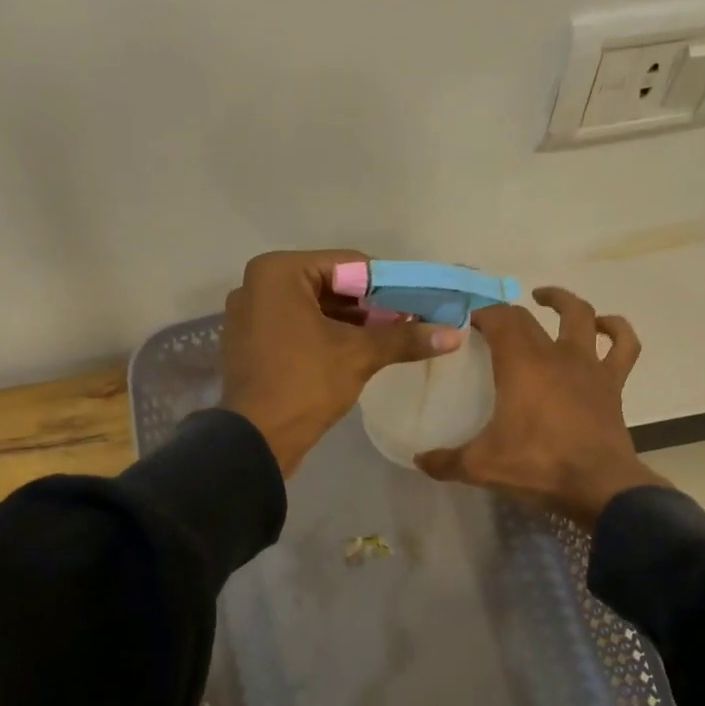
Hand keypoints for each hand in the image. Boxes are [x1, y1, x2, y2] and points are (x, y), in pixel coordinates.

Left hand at [221, 250, 462, 477]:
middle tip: (407, 322)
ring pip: (313, 308)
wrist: (256, 440)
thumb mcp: (359, 355)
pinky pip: (295, 326)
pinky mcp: (250, 342)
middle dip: (369, 305)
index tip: (417, 303)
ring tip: (389, 338)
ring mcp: (249, 315)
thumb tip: (454, 334)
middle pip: (329, 285)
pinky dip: (325, 335)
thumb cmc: (305, 384)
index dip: (387, 284)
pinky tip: (356, 352)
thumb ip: (405, 338)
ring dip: (350, 322)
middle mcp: (257, 284)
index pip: (348, 265)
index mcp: (278, 272)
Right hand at [415, 287, 668, 524]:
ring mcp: (588, 366)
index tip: (463, 319)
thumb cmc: (537, 467)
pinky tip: (603, 327)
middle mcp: (555, 354)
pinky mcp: (612, 383)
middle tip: (489, 323)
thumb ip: (445, 461)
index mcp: (521, 364)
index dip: (479, 312)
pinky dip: (616, 330)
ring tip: (546, 299)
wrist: (599, 486)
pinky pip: (623, 345)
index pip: (498, 319)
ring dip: (562, 301)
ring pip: (581, 316)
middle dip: (506, 313)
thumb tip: (419, 459)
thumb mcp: (480, 466)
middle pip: (528, 318)